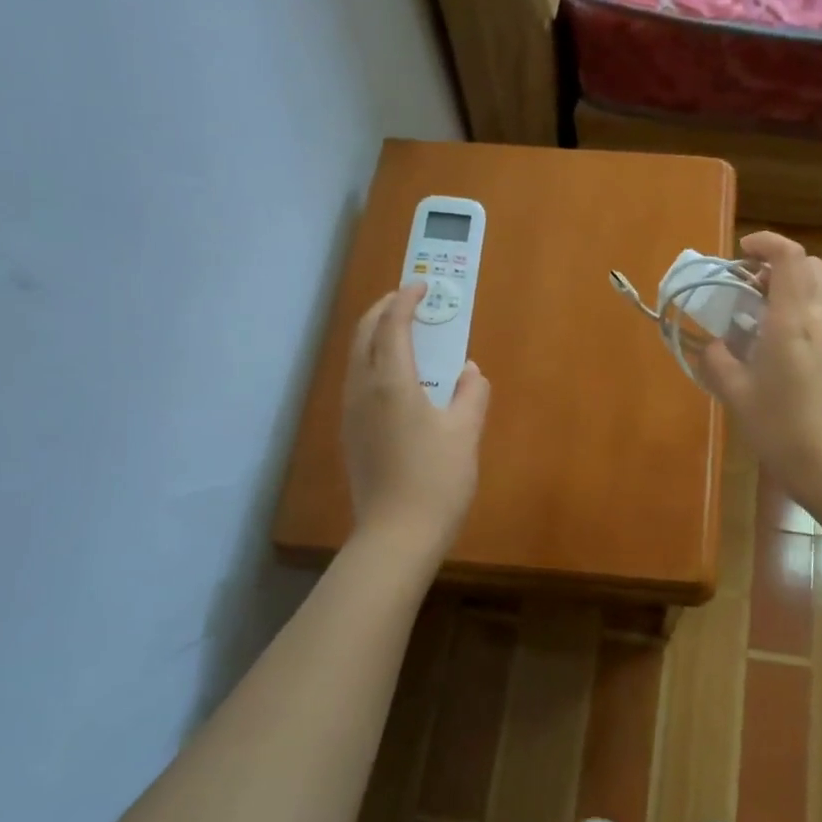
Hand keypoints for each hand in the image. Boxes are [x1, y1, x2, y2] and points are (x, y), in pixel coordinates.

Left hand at [341, 282, 490, 556]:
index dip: (406, 301)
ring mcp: (352, 414)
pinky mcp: (351, 434)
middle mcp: (363, 391)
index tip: (422, 285)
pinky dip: (372, 360)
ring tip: (401, 331)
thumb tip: (470, 372)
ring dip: (375, 335)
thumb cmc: (436, 480)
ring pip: (356, 358)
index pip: (393, 326)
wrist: (396, 536)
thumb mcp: (465, 434)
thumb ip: (470, 395)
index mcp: (392, 383)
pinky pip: (357, 380)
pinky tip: (394, 376)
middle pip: (364, 335)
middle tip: (408, 300)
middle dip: (383, 311)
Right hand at [698, 232, 821, 513]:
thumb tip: (715, 345)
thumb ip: (720, 363)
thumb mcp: (738, 397)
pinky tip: (793, 370)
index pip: (789, 256)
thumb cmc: (783, 430)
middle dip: (781, 270)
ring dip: (794, 303)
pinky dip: (809, 331)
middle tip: (752, 293)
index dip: (767, 243)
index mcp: (794, 320)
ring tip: (765, 337)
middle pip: (812, 270)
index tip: (742, 252)